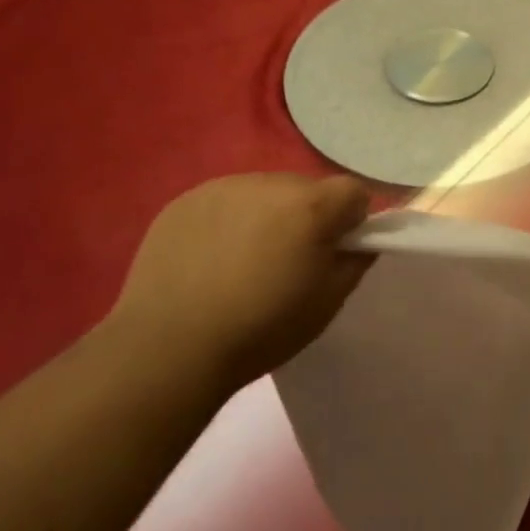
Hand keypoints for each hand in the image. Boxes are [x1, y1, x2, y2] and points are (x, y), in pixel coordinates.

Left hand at [109, 173, 373, 390]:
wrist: (169, 347)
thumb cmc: (261, 329)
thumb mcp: (328, 303)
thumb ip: (356, 261)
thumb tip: (361, 239)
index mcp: (311, 206)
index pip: (354, 192)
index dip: (353, 220)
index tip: (336, 251)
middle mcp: (270, 183)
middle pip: (308, 189)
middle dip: (308, 216)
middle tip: (288, 261)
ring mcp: (223, 187)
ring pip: (265, 192)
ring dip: (268, 216)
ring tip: (244, 261)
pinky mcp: (185, 200)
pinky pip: (225, 201)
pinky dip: (228, 221)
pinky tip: (211, 259)